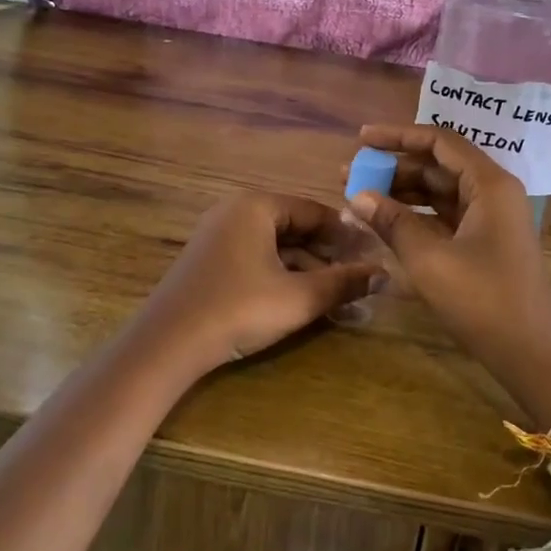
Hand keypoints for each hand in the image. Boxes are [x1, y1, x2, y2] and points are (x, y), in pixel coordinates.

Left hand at [130, 192, 380, 373]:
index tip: (374, 256)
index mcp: (257, 205)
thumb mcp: (298, 298)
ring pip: (277, 247)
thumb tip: (385, 275)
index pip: (315, 211)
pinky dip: (282, 276)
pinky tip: (303, 300)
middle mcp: (236, 211)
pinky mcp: (210, 261)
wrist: (166, 345)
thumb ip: (344, 283)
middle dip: (329, 256)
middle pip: (296, 228)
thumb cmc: (238, 309)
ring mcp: (219, 236)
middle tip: (359, 279)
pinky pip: (257, 258)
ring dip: (308, 270)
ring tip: (338, 296)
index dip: (348, 235)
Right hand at [346, 125, 550, 419]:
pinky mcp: (484, 241)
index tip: (361, 138)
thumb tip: (356, 196)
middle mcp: (492, 191)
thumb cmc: (483, 300)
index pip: (439, 141)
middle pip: (438, 165)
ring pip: (439, 191)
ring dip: (401, 191)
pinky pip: (445, 215)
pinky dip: (415, 215)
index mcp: (488, 184)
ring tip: (359, 197)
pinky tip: (384, 221)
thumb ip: (392, 222)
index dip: (398, 136)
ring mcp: (490, 217)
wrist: (531, 353)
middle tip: (350, 175)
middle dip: (394, 167)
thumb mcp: (430, 259)